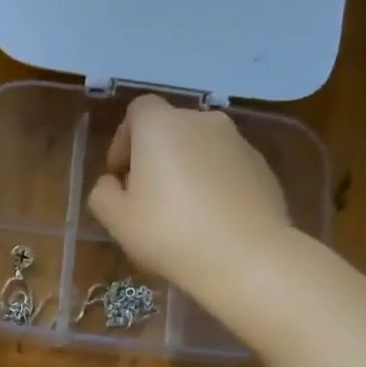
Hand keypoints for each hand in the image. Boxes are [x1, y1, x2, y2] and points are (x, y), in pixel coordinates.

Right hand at [86, 94, 291, 302]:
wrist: (245, 256)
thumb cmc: (169, 232)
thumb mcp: (117, 220)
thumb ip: (103, 194)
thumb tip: (112, 183)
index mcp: (161, 126)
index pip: (138, 110)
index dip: (124, 138)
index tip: (120, 173)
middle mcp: (201, 121)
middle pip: (170, 127)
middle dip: (155, 154)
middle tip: (147, 196)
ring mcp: (238, 141)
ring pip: (201, 147)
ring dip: (186, 168)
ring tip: (182, 211)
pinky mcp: (262, 165)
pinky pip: (226, 166)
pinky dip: (214, 182)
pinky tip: (211, 219)